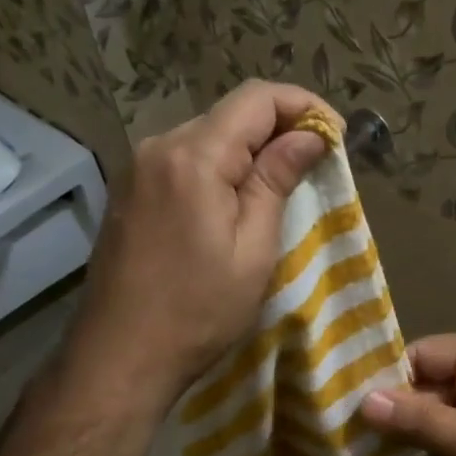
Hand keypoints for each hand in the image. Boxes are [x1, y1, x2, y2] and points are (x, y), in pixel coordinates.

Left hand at [68, 81, 333, 408]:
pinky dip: (220, 166)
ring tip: (283, 184)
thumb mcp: (253, 249)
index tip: (336, 134)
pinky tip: (237, 199)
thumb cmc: (198, 311)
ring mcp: (137, 168)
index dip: (303, 104)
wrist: (120, 356)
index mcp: (193, 156)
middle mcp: (159, 146)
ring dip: (249, 149)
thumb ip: (276, 181)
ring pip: (208, 135)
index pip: (257, 98)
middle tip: (316, 163)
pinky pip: (185, 159)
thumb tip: (308, 136)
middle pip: (230, 113)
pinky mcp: (129, 190)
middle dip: (279, 127)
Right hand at [358, 334, 455, 455]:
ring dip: (420, 433)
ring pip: (447, 410)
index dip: (386, 381)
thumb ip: (420, 420)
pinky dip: (443, 447)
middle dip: (400, 412)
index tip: (350, 414)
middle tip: (355, 445)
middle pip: (432, 381)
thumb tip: (363, 400)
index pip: (421, 354)